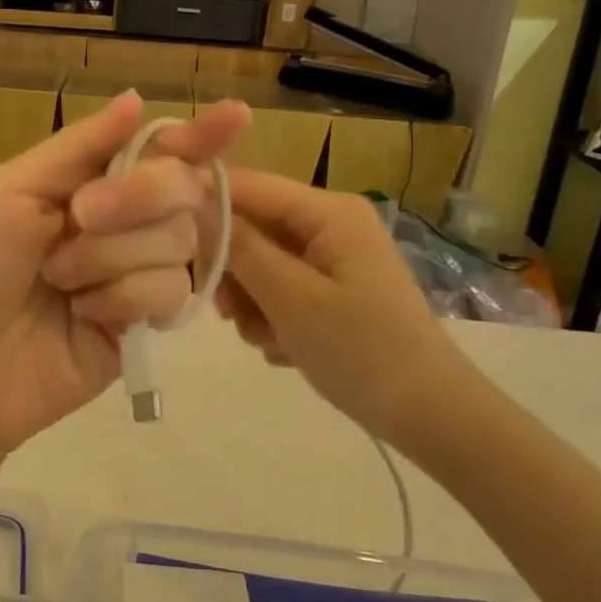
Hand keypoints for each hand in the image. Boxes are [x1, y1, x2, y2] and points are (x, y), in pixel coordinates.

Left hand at [0, 91, 250, 459]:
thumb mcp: (7, 191)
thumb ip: (79, 148)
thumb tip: (137, 99)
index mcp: (82, 184)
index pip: (154, 150)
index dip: (196, 134)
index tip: (235, 115)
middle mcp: (116, 224)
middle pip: (180, 189)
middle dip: (137, 196)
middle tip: (81, 215)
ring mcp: (131, 275)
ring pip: (178, 240)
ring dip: (113, 255)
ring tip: (58, 281)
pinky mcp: (140, 325)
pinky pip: (170, 292)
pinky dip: (124, 297)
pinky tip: (82, 314)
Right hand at [214, 169, 476, 455]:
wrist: (429, 415)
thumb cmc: (362, 351)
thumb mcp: (292, 298)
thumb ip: (240, 248)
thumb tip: (192, 203)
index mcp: (328, 211)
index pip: (248, 185)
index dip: (204, 208)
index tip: (171, 248)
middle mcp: (328, 223)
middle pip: (251, 226)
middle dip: (234, 271)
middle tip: (229, 313)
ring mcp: (330, 257)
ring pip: (258, 263)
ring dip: (250, 302)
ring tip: (269, 338)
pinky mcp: (329, 288)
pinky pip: (276, 288)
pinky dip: (270, 317)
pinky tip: (285, 347)